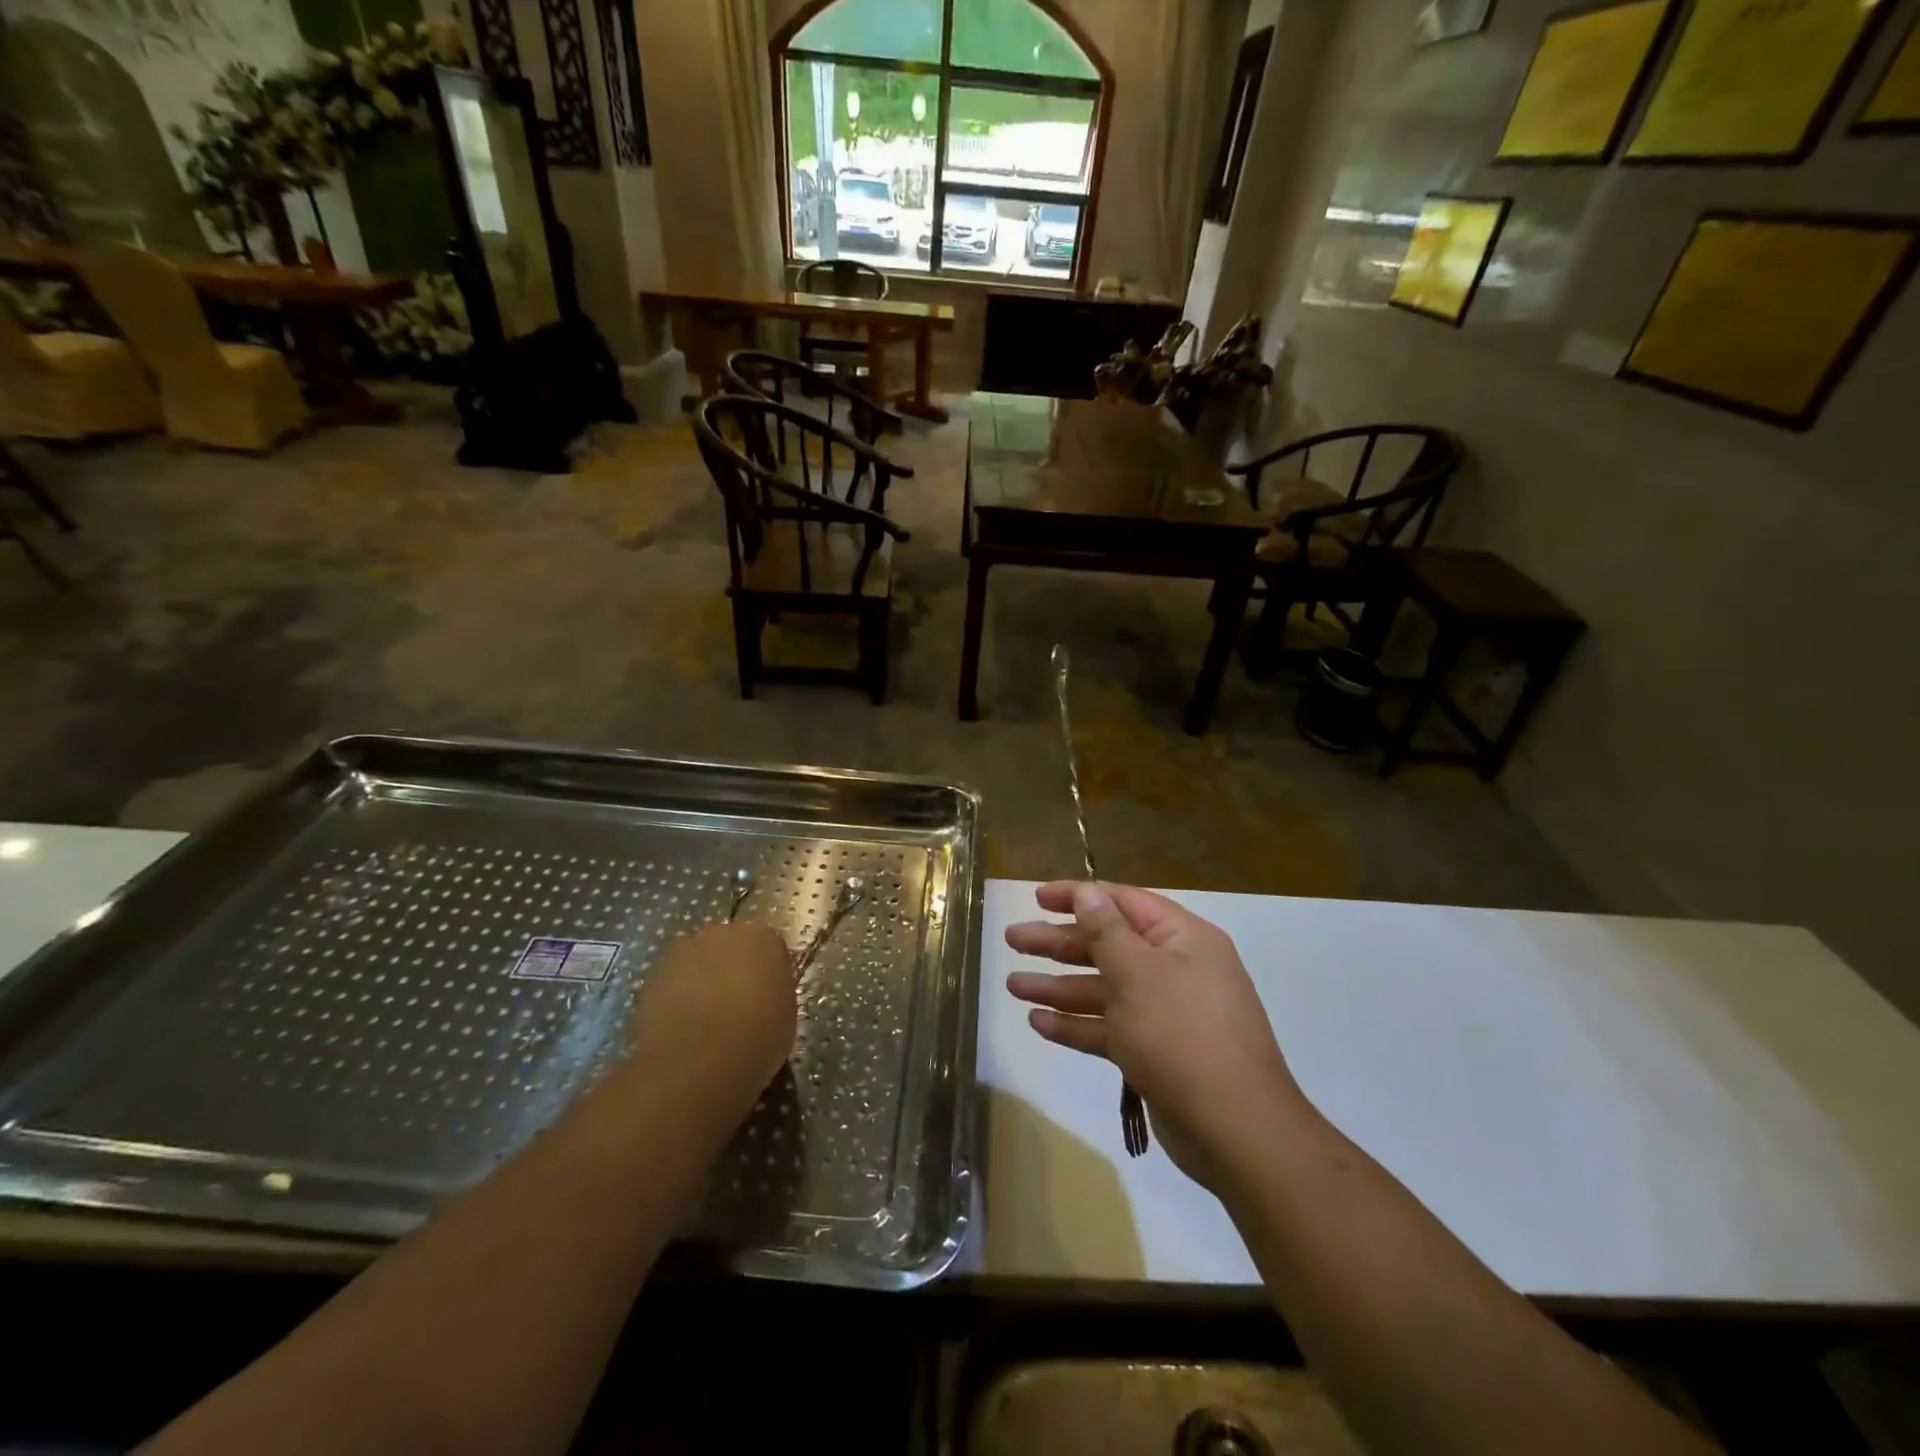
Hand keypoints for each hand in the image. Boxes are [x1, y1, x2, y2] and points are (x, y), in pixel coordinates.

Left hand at [626, 923, 796, 1124]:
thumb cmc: (756, 1036)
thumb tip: (763, 995)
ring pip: (698, 964)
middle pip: (730, 948)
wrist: (697, 1061)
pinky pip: (673, 985)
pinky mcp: (651, 976)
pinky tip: (683, 1031)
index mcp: (762, 937)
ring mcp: (682, 952)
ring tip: (706, 1024)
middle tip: (738, 1007)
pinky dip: (677, 1001)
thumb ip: (774, 993)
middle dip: (732, 971)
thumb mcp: (786, 1014)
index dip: (768, 975)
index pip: (770, 949)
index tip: (768, 1000)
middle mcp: (722, 933)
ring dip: (702, 983)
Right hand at [1006, 881, 1310, 1189]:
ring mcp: (1165, 1014)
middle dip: (1058, 943)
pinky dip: (1075, 1024)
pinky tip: (1037, 1023)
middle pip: (1107, 945)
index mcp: (1182, 939)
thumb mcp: (1138, 973)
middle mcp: (1175, 970)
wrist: (1234, 1130)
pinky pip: (1108, 1028)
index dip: (1078, 896)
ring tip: (1012, 984)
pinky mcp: (1154, 1053)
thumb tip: (1087, 891)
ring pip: (1103, 989)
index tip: (1036, 897)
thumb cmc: (1182, 1033)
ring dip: (1059, 986)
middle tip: (1012, 939)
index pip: (1123, 902)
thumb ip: (1106, 930)